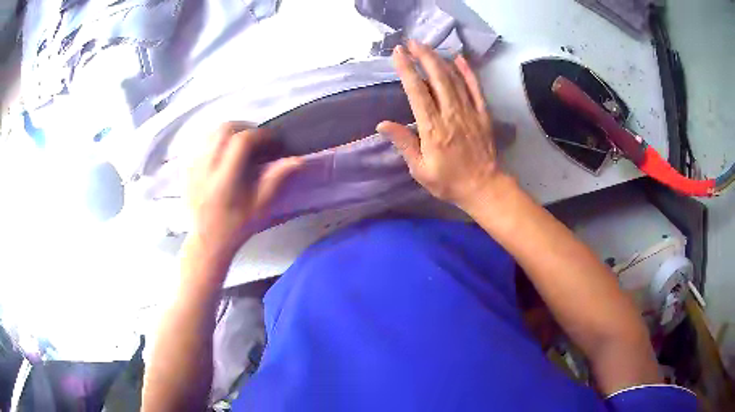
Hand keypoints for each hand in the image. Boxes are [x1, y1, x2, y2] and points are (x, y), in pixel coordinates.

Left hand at [186, 124, 301, 256]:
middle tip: (258, 140)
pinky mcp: (188, 167)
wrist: (207, 240)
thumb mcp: (260, 207)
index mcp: (225, 178)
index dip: (262, 135)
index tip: (274, 141)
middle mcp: (206, 166)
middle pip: (225, 129)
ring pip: (212, 132)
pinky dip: (218, 140)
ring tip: (243, 144)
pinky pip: (203, 142)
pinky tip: (226, 153)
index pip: (242, 141)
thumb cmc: (236, 226)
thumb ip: (276, 179)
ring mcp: (194, 165)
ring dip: (231, 131)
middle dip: (246, 128)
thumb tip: (298, 160)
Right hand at [377, 41, 504, 208]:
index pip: (417, 91)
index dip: (406, 69)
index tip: (398, 53)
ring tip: (427, 47)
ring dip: (440, 60)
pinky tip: (460, 59)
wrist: (483, 188)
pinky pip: (475, 89)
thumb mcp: (420, 169)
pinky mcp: (483, 114)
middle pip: (437, 78)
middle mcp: (451, 114)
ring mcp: (470, 112)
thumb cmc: (449, 181)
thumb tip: (383, 124)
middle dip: (423, 57)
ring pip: (454, 79)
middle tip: (412, 43)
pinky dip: (468, 72)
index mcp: (433, 128)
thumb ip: (404, 144)